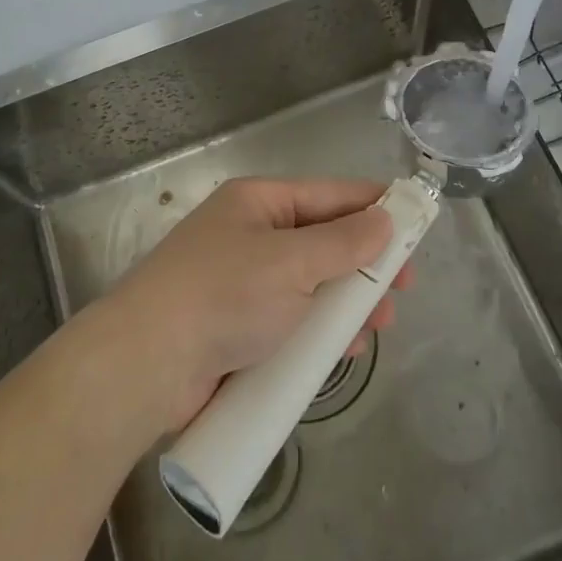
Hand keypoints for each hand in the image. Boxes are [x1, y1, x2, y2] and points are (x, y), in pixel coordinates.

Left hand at [103, 177, 401, 428]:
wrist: (146, 365)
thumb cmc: (224, 296)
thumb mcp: (292, 261)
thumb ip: (344, 242)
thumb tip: (385, 221)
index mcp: (259, 203)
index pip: (330, 195)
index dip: (374, 207)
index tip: (415, 224)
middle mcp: (252, 237)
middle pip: (323, 243)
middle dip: (364, 265)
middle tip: (402, 289)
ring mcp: (244, 285)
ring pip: (311, 286)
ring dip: (346, 303)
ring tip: (379, 325)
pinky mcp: (239, 329)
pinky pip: (292, 321)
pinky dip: (319, 332)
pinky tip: (344, 350)